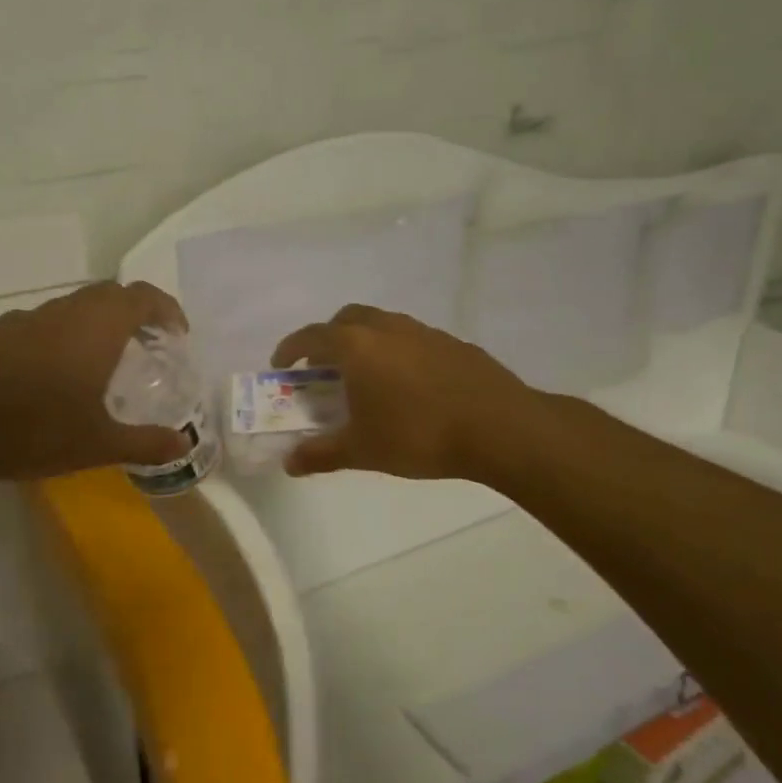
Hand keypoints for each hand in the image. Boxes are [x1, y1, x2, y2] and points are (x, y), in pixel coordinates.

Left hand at [0, 281, 192, 486]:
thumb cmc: (31, 430)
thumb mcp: (96, 445)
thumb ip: (145, 443)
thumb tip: (184, 446)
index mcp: (95, 328)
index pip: (141, 297)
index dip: (166, 309)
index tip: (177, 334)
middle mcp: (62, 312)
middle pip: (108, 295)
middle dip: (134, 314)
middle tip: (147, 346)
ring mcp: (23, 319)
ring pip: (72, 308)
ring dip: (96, 325)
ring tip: (102, 364)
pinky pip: (41, 324)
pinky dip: (61, 337)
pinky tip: (50, 377)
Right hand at [270, 304, 535, 481]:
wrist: (500, 428)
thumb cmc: (418, 435)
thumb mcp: (362, 450)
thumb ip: (321, 454)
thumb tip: (289, 463)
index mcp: (357, 346)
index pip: (312, 336)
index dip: (291, 348)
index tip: (282, 366)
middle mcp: (387, 328)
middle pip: (347, 319)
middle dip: (328, 338)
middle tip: (324, 368)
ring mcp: (423, 332)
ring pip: (382, 325)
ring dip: (364, 342)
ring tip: (366, 377)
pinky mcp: (453, 343)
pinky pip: (412, 339)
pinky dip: (397, 352)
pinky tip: (408, 386)